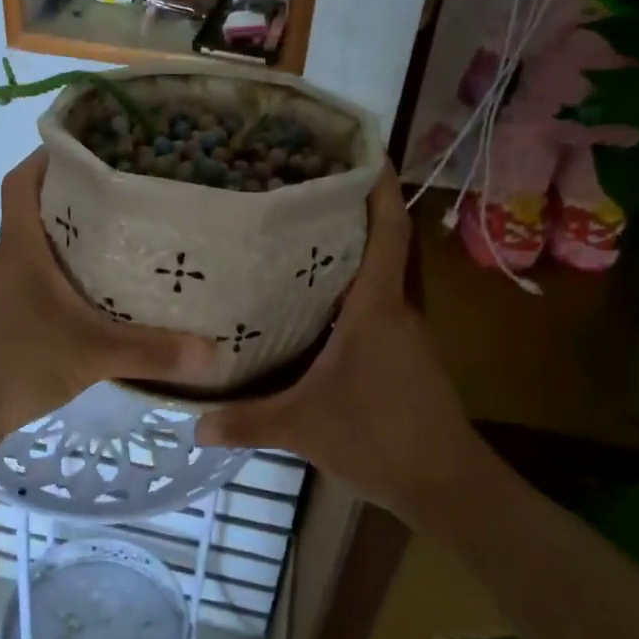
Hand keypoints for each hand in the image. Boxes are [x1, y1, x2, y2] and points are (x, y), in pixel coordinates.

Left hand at [0, 150, 216, 452]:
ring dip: (86, 238)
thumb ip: (149, 351)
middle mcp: (15, 257)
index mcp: (22, 244)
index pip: (25, 179)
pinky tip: (118, 294)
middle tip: (137, 188)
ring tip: (140, 233)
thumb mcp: (88, 353)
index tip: (95, 145)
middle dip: (84, 194)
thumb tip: (212, 351)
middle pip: (45, 207)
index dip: (51, 155)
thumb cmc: (10, 362)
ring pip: (51, 247)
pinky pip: (55, 284)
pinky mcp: (19, 319)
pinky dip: (82, 280)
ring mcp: (14, 289)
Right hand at [200, 167, 481, 517]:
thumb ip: (247, 421)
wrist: (445, 484)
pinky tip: (320, 309)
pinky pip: (381, 308)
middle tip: (305, 196)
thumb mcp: (302, 427)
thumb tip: (193, 424)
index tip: (364, 154)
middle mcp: (398, 310)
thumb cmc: (377, 438)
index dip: (380, 189)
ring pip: (382, 279)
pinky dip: (355, 295)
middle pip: (384, 246)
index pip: (387, 232)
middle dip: (354, 215)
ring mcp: (409, 334)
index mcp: (377, 308)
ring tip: (302, 243)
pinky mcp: (409, 357)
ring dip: (353, 257)